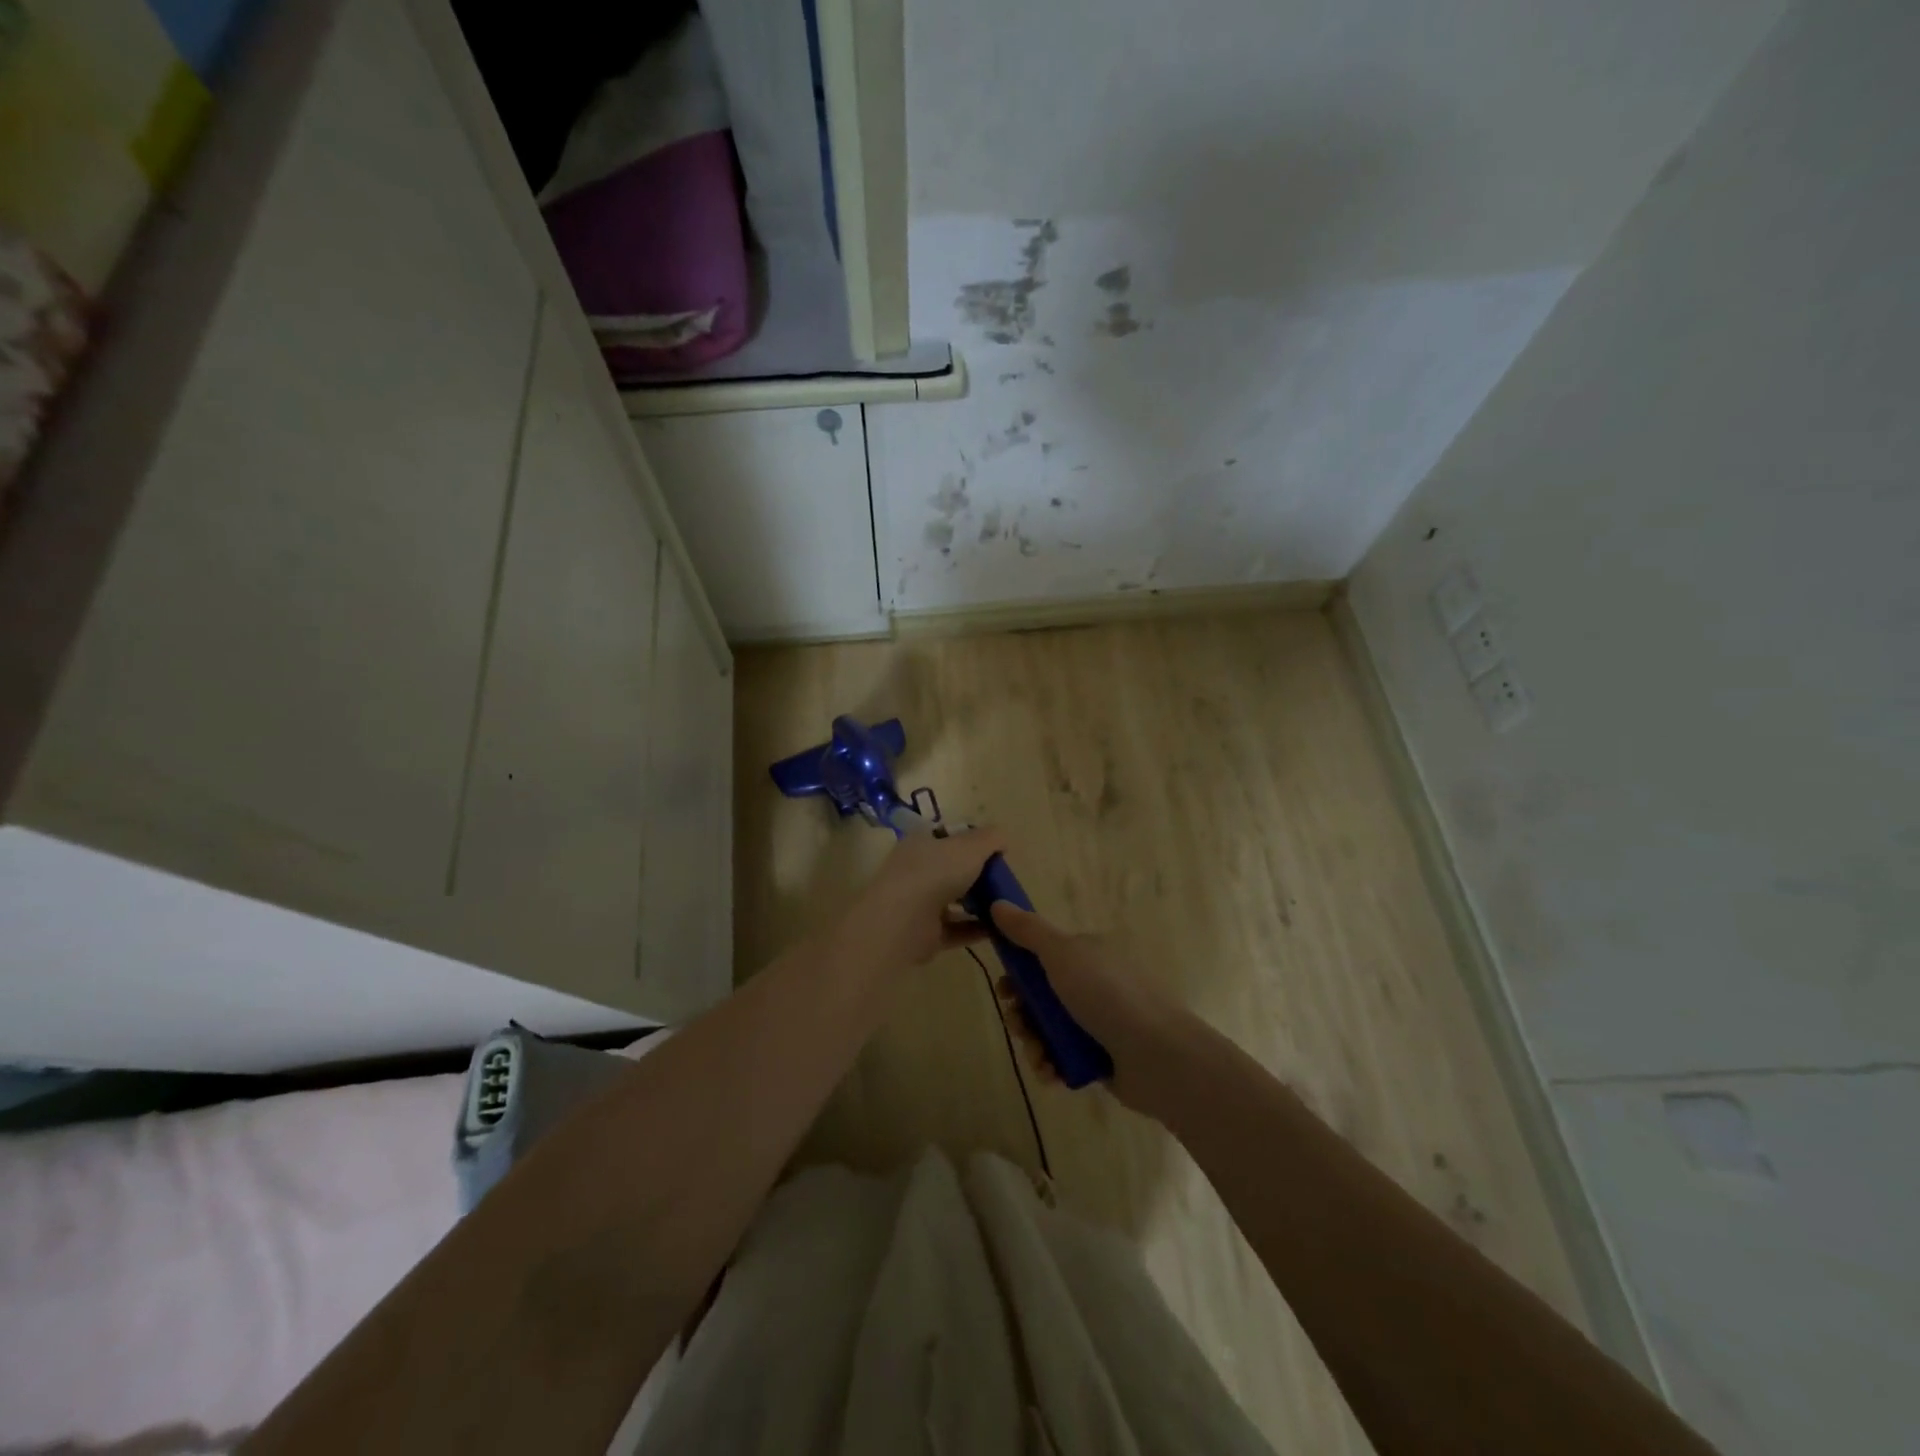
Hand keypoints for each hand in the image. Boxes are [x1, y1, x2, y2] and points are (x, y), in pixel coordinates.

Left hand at [836, 828, 1007, 973]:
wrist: (903, 921)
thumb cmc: (936, 872)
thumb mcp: (971, 846)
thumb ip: (990, 838)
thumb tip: (1002, 840)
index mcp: (921, 843)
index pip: (948, 837)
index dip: (972, 842)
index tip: (996, 853)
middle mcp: (917, 870)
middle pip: (953, 870)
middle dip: (978, 876)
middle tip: (1005, 882)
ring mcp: (918, 903)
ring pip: (954, 901)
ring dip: (979, 904)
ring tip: (1006, 907)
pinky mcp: (925, 934)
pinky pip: (956, 929)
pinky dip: (976, 929)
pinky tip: (1000, 930)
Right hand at [989, 903, 1185, 1109]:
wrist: (1158, 1056)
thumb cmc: (1107, 994)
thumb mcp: (1062, 953)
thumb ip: (1028, 931)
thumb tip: (998, 903)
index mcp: (1088, 954)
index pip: (1043, 956)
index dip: (1018, 971)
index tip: (1005, 987)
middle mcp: (1093, 984)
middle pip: (1041, 995)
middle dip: (1021, 1011)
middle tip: (1017, 1022)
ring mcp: (1098, 1023)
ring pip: (1048, 1028)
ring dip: (1033, 1041)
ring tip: (1037, 1053)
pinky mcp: (1101, 1058)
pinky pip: (1063, 1058)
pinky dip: (1051, 1063)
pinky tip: (1049, 1070)